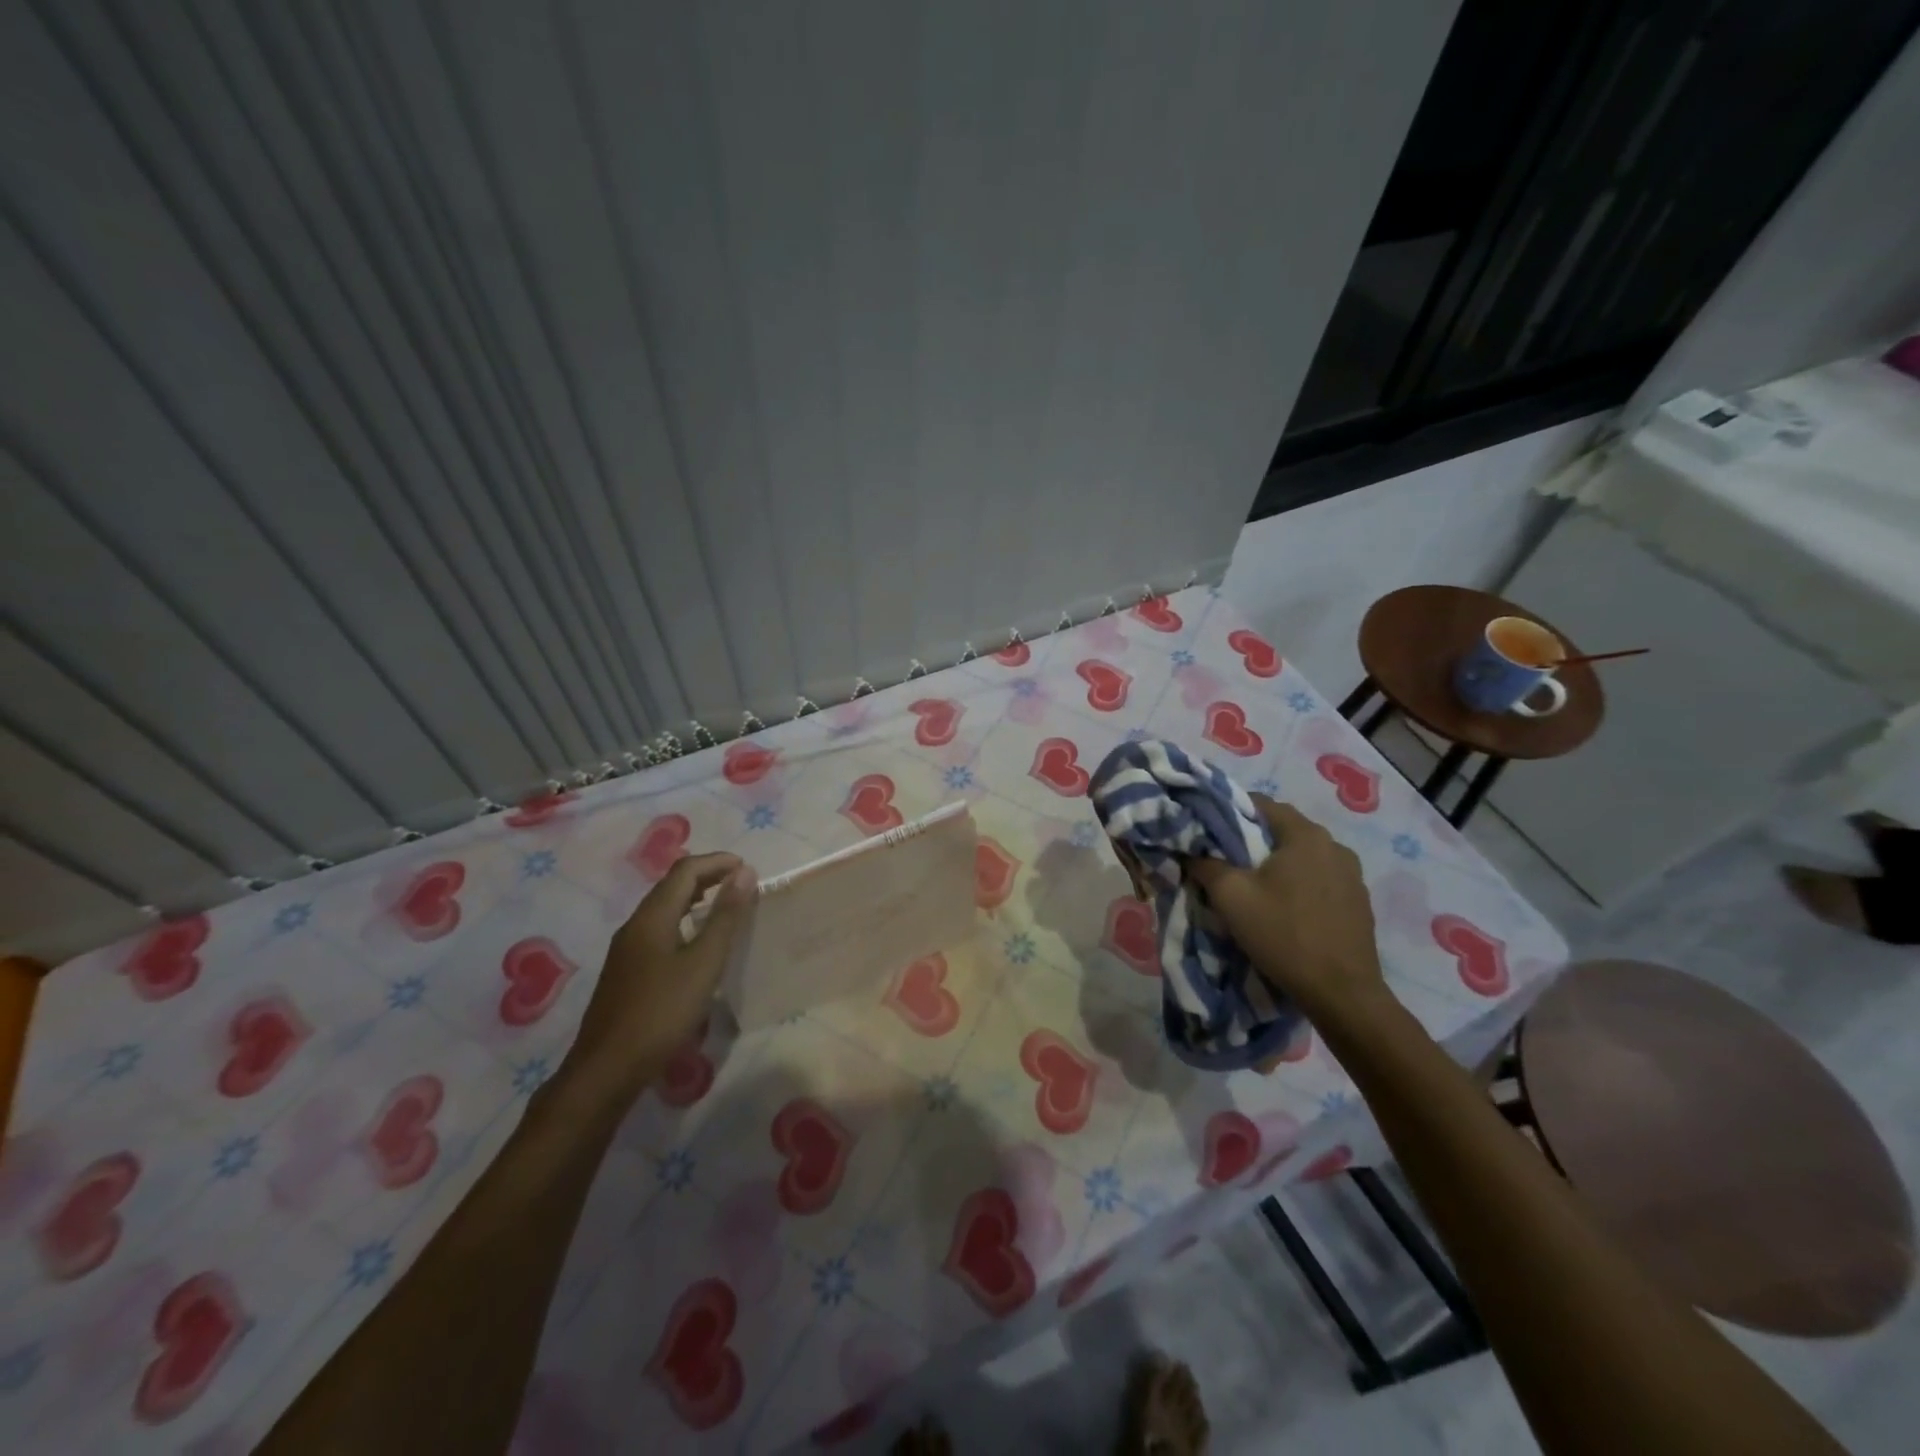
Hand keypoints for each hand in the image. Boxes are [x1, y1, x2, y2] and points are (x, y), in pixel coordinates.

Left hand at [564, 852, 756, 1104]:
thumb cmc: (661, 1012)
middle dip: (707, 876)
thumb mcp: (703, 963)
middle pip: (672, 886)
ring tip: (726, 907)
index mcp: (652, 917)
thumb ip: (725, 917)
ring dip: (695, 899)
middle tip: (741, 883)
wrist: (607, 1069)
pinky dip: (684, 921)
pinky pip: (659, 930)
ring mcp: (627, 950)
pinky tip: (697, 944)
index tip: (748, 869)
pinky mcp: (627, 972)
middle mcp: (635, 925)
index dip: (717, 862)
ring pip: (664, 909)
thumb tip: (744, 872)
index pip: (685, 870)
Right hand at [1186, 795, 1385, 1022]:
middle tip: (1227, 861)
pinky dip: (1300, 884)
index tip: (1210, 830)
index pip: (1262, 803)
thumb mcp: (1231, 897)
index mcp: (1306, 835)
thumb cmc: (1283, 934)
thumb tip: (1192, 852)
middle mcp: (1335, 846)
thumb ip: (1207, 865)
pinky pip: (1321, 879)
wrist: (1342, 993)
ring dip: (1279, 864)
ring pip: (1304, 856)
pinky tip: (1286, 909)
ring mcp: (1353, 875)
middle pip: (1284, 830)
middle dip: (1254, 840)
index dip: (1231, 811)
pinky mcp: (1360, 902)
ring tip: (1256, 888)